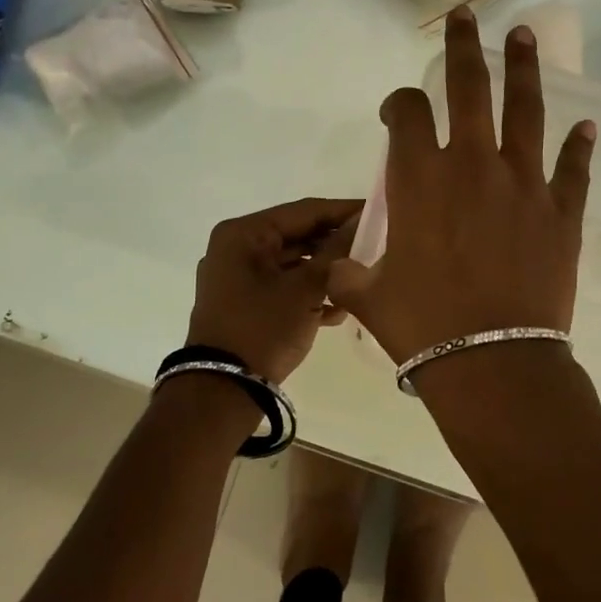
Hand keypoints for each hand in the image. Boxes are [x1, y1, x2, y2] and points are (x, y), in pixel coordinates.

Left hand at [186, 198, 361, 381]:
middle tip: (376, 246)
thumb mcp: (306, 289)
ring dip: (325, 272)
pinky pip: (282, 286)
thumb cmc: (264, 329)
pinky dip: (307, 292)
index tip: (378, 211)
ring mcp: (236, 277)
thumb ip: (335, 251)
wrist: (223, 390)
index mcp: (244, 234)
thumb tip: (361, 222)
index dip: (343, 211)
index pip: (304, 211)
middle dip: (335, 245)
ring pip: (291, 263)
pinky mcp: (242, 302)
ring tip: (361, 280)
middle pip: (297, 236)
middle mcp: (236, 248)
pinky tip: (338, 309)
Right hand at [328, 6, 594, 363]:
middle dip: (463, 46)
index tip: (398, 111)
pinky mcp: (562, 212)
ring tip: (526, 36)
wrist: (493, 362)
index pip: (408, 114)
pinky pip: (573, 169)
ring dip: (524, 69)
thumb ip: (349, 274)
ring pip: (525, 111)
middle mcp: (473, 165)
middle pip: (469, 87)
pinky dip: (579, 148)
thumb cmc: (423, 327)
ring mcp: (524, 184)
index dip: (399, 103)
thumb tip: (337, 272)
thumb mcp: (368, 298)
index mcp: (421, 179)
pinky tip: (586, 128)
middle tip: (468, 14)